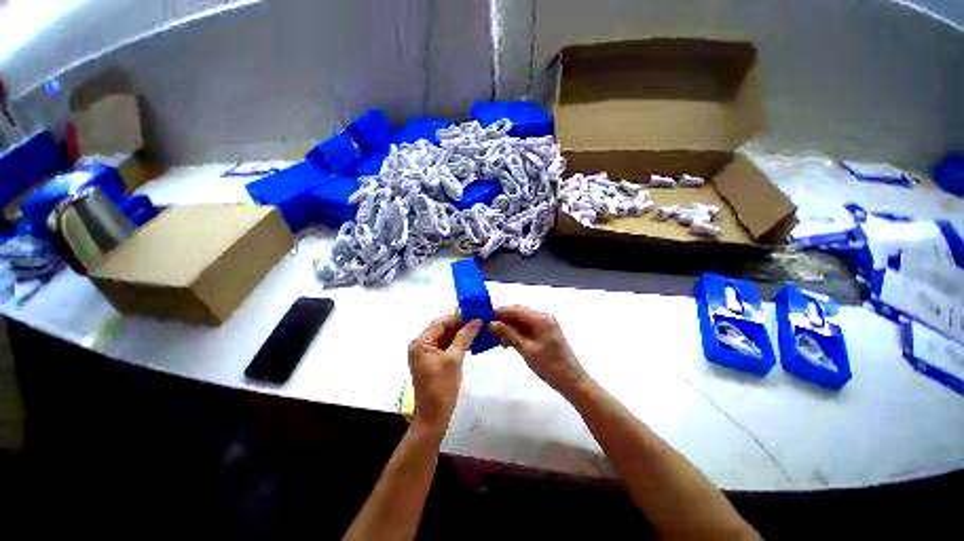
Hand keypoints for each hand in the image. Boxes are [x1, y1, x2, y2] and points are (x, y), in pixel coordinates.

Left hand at [407, 315, 480, 436]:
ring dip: (460, 334)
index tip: (475, 315)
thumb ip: (464, 337)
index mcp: (420, 343)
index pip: (440, 322)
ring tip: (478, 330)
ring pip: (445, 337)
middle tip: (479, 322)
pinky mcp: (432, 362)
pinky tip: (471, 342)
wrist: (433, 417)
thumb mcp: (454, 359)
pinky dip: (457, 344)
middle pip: (442, 329)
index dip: (458, 318)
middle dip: (460, 325)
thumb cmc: (442, 387)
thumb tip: (477, 320)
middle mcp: (420, 345)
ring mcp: (426, 354)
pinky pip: (445, 347)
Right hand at [489, 305, 588, 395]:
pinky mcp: (544, 333)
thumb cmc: (550, 366)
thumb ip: (509, 334)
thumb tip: (491, 323)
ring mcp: (545, 325)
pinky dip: (516, 333)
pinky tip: (507, 341)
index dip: (500, 312)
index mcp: (541, 319)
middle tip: (487, 327)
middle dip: (503, 319)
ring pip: (521, 321)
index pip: (516, 309)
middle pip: (518, 313)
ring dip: (508, 326)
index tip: (484, 317)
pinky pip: (527, 328)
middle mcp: (543, 317)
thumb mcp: (526, 350)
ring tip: (495, 336)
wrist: (572, 381)